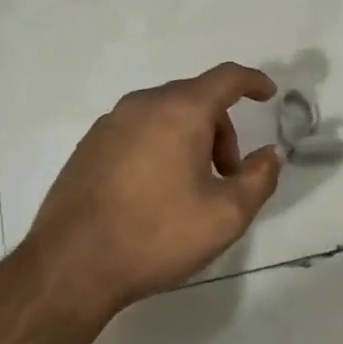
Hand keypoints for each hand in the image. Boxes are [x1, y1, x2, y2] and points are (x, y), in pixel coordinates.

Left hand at [21, 62, 282, 310]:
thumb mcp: (226, 216)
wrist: (71, 265)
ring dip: (189, 139)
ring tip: (191, 188)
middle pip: (195, 98)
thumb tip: (270, 154)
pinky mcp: (88, 146)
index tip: (268, 94)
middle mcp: (142, 105)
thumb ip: (259, 178)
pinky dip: (159, 146)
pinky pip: (137, 131)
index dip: (253, 82)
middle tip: (228, 174)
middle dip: (221, 129)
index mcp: (179, 111)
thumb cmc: (156, 235)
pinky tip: (154, 191)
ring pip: (164, 115)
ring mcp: (110, 123)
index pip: (226, 78)